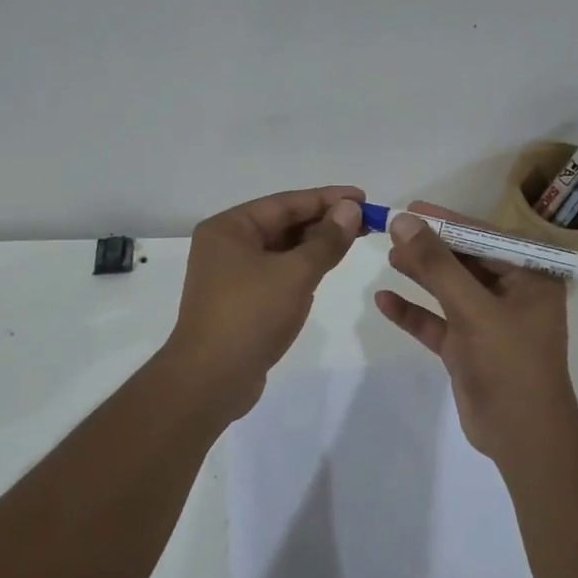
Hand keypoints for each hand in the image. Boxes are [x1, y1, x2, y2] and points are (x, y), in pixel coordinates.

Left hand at [164, 185, 364, 416]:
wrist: (211, 380)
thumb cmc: (250, 316)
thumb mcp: (295, 274)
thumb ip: (326, 241)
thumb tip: (350, 209)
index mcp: (228, 228)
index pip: (285, 203)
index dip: (327, 198)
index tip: (363, 197)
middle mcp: (225, 245)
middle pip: (282, 224)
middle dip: (323, 221)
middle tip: (366, 220)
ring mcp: (230, 275)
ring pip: (280, 250)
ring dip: (314, 244)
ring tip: (353, 239)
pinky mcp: (240, 301)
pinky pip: (276, 273)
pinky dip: (301, 267)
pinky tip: (325, 267)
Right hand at [374, 203, 577, 461]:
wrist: (522, 436)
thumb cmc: (509, 364)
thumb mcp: (473, 308)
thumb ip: (437, 265)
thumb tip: (403, 221)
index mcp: (530, 278)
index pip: (486, 237)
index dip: (448, 221)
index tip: (412, 208)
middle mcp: (512, 295)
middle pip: (465, 261)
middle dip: (431, 247)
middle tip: (393, 231)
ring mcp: (488, 323)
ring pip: (449, 290)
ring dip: (421, 274)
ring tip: (388, 257)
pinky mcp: (468, 348)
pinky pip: (437, 322)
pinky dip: (414, 312)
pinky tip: (384, 301)